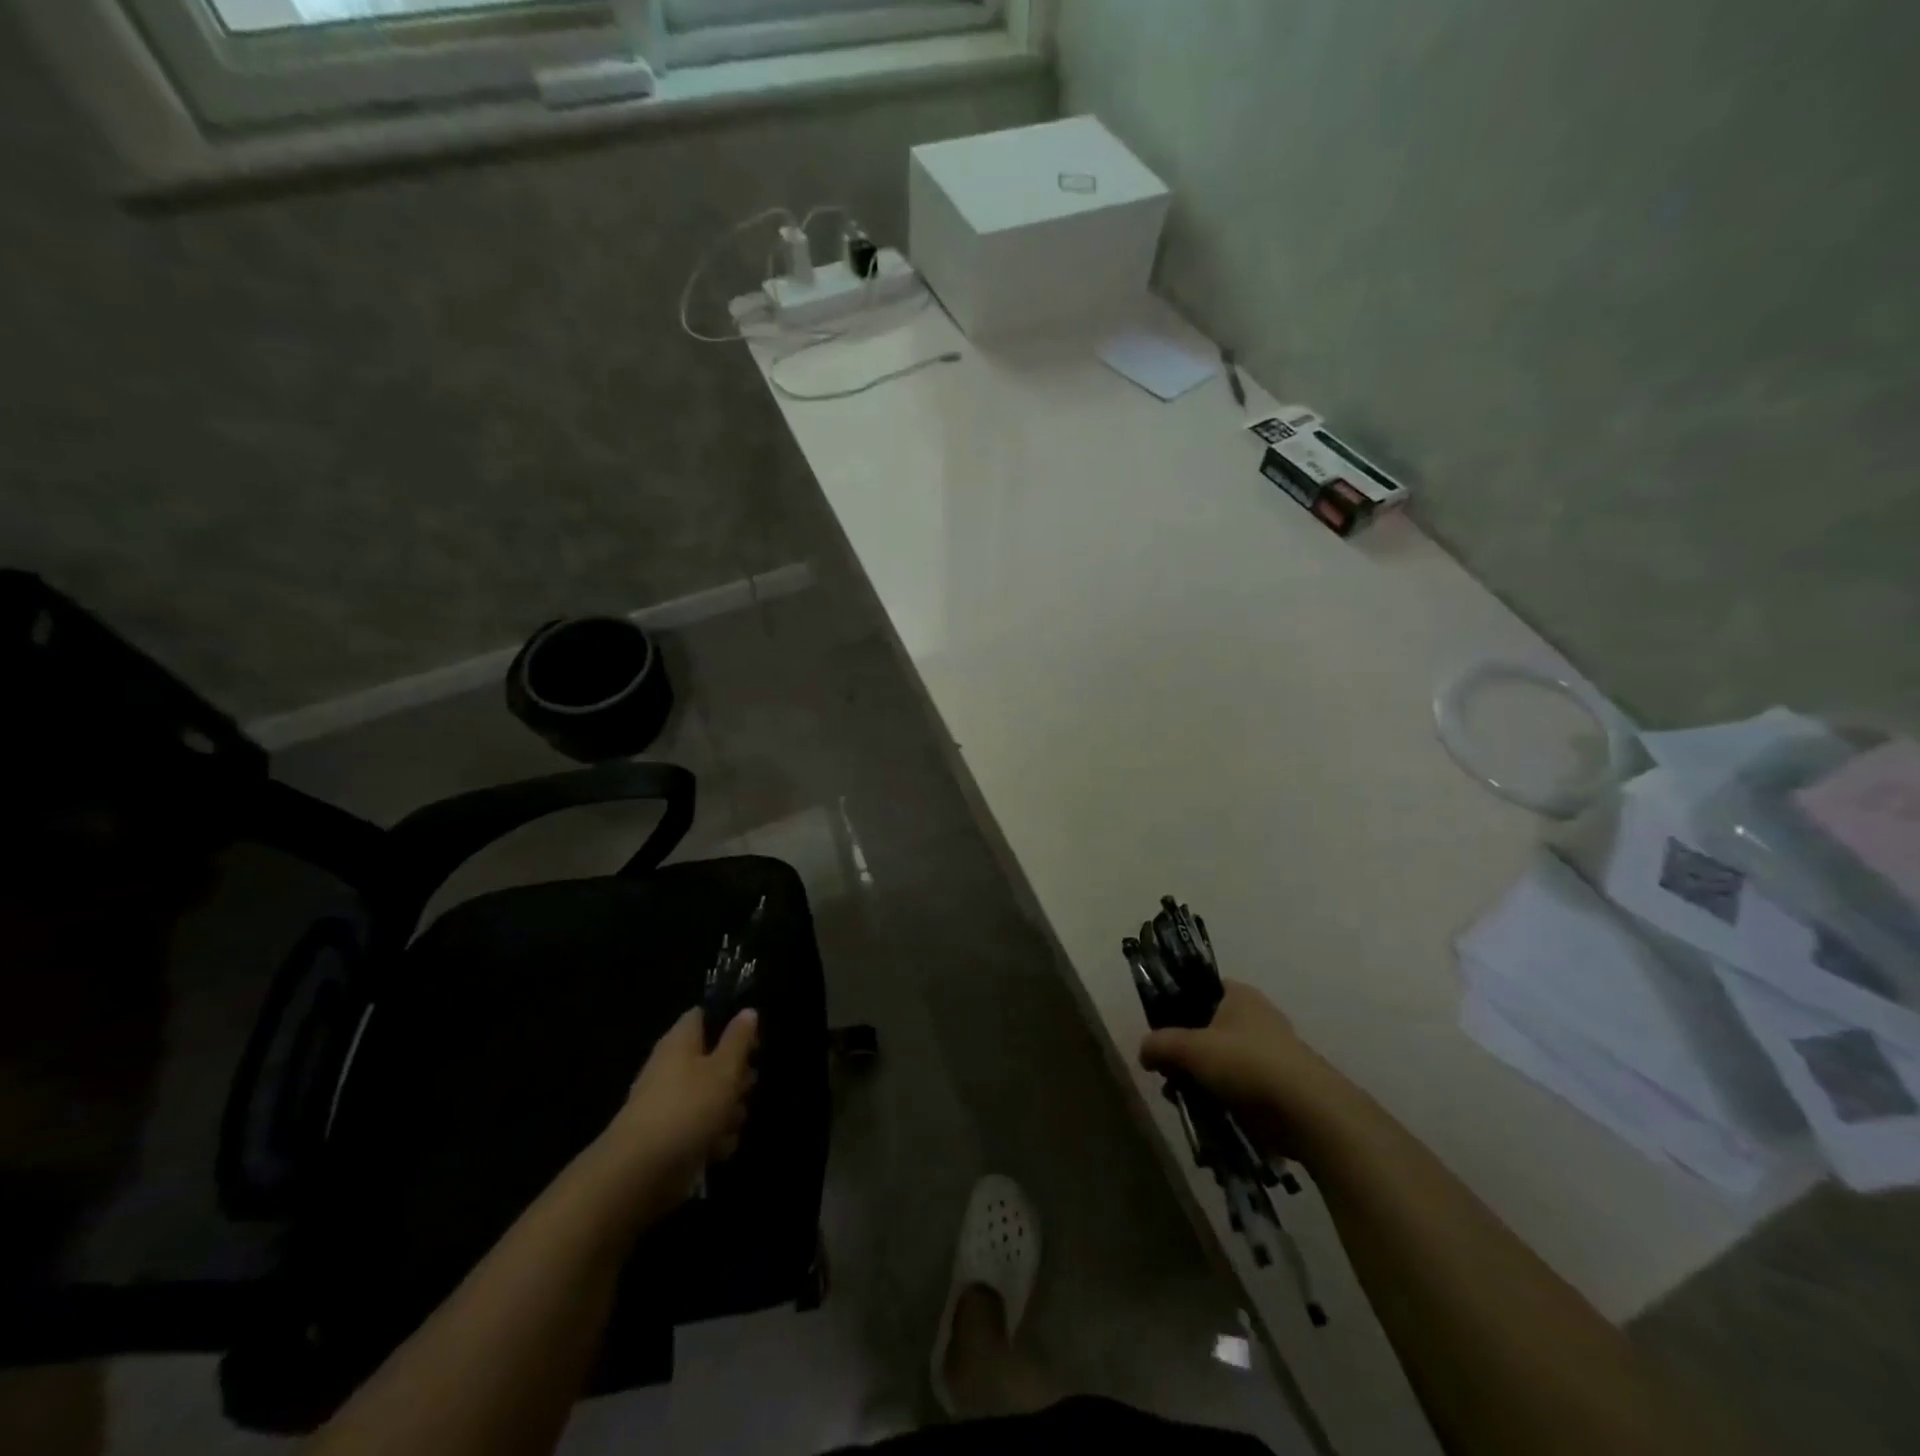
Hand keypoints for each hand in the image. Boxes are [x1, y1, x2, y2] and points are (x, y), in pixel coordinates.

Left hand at [608, 1008, 758, 1195]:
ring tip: (728, 1124)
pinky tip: (717, 1149)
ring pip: (713, 1097)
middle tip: (744, 1088)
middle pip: (715, 1060)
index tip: (752, 1040)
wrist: (639, 1175)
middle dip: (737, 1077)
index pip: (705, 1015)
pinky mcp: (672, 1137)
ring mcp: (670, 1104)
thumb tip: (747, 1011)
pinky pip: (703, 1128)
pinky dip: (714, 1138)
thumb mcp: (724, 1069)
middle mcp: (673, 1067)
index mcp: (681, 1041)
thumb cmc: (687, 1109)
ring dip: (729, 1112)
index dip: (731, 1023)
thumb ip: (739, 1039)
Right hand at [1139, 981, 1329, 1156]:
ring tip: (1182, 1098)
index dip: (1175, 1006)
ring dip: (1199, 1078)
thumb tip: (1144, 1051)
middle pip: (1206, 1028)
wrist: (1308, 1112)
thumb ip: (1160, 1044)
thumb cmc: (1246, 1063)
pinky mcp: (1277, 1085)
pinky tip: (1206, 1114)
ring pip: (1220, 1060)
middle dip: (1184, 1052)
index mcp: (1238, 994)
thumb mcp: (1191, 1048)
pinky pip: (1238, 1086)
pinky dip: (1220, 1097)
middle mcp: (1255, 1016)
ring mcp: (1269, 1052)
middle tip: (1167, 1073)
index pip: (1198, 989)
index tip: (1159, 1032)